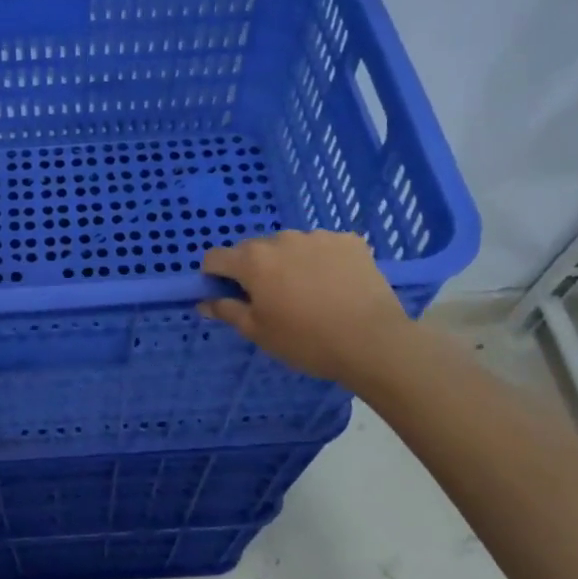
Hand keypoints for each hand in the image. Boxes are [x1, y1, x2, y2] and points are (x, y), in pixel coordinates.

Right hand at [200, 231, 411, 388]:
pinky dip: (323, 261)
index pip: (216, 258)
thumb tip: (204, 302)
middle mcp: (282, 239)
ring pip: (290, 247)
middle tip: (273, 300)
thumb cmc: (306, 341)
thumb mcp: (258, 332)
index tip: (229, 296)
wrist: (373, 342)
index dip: (215, 276)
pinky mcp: (350, 241)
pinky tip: (336, 285)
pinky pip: (324, 247)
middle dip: (255, 270)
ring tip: (310, 294)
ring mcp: (318, 236)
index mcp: (253, 260)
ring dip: (290, 263)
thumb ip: (227, 311)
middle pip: (254, 250)